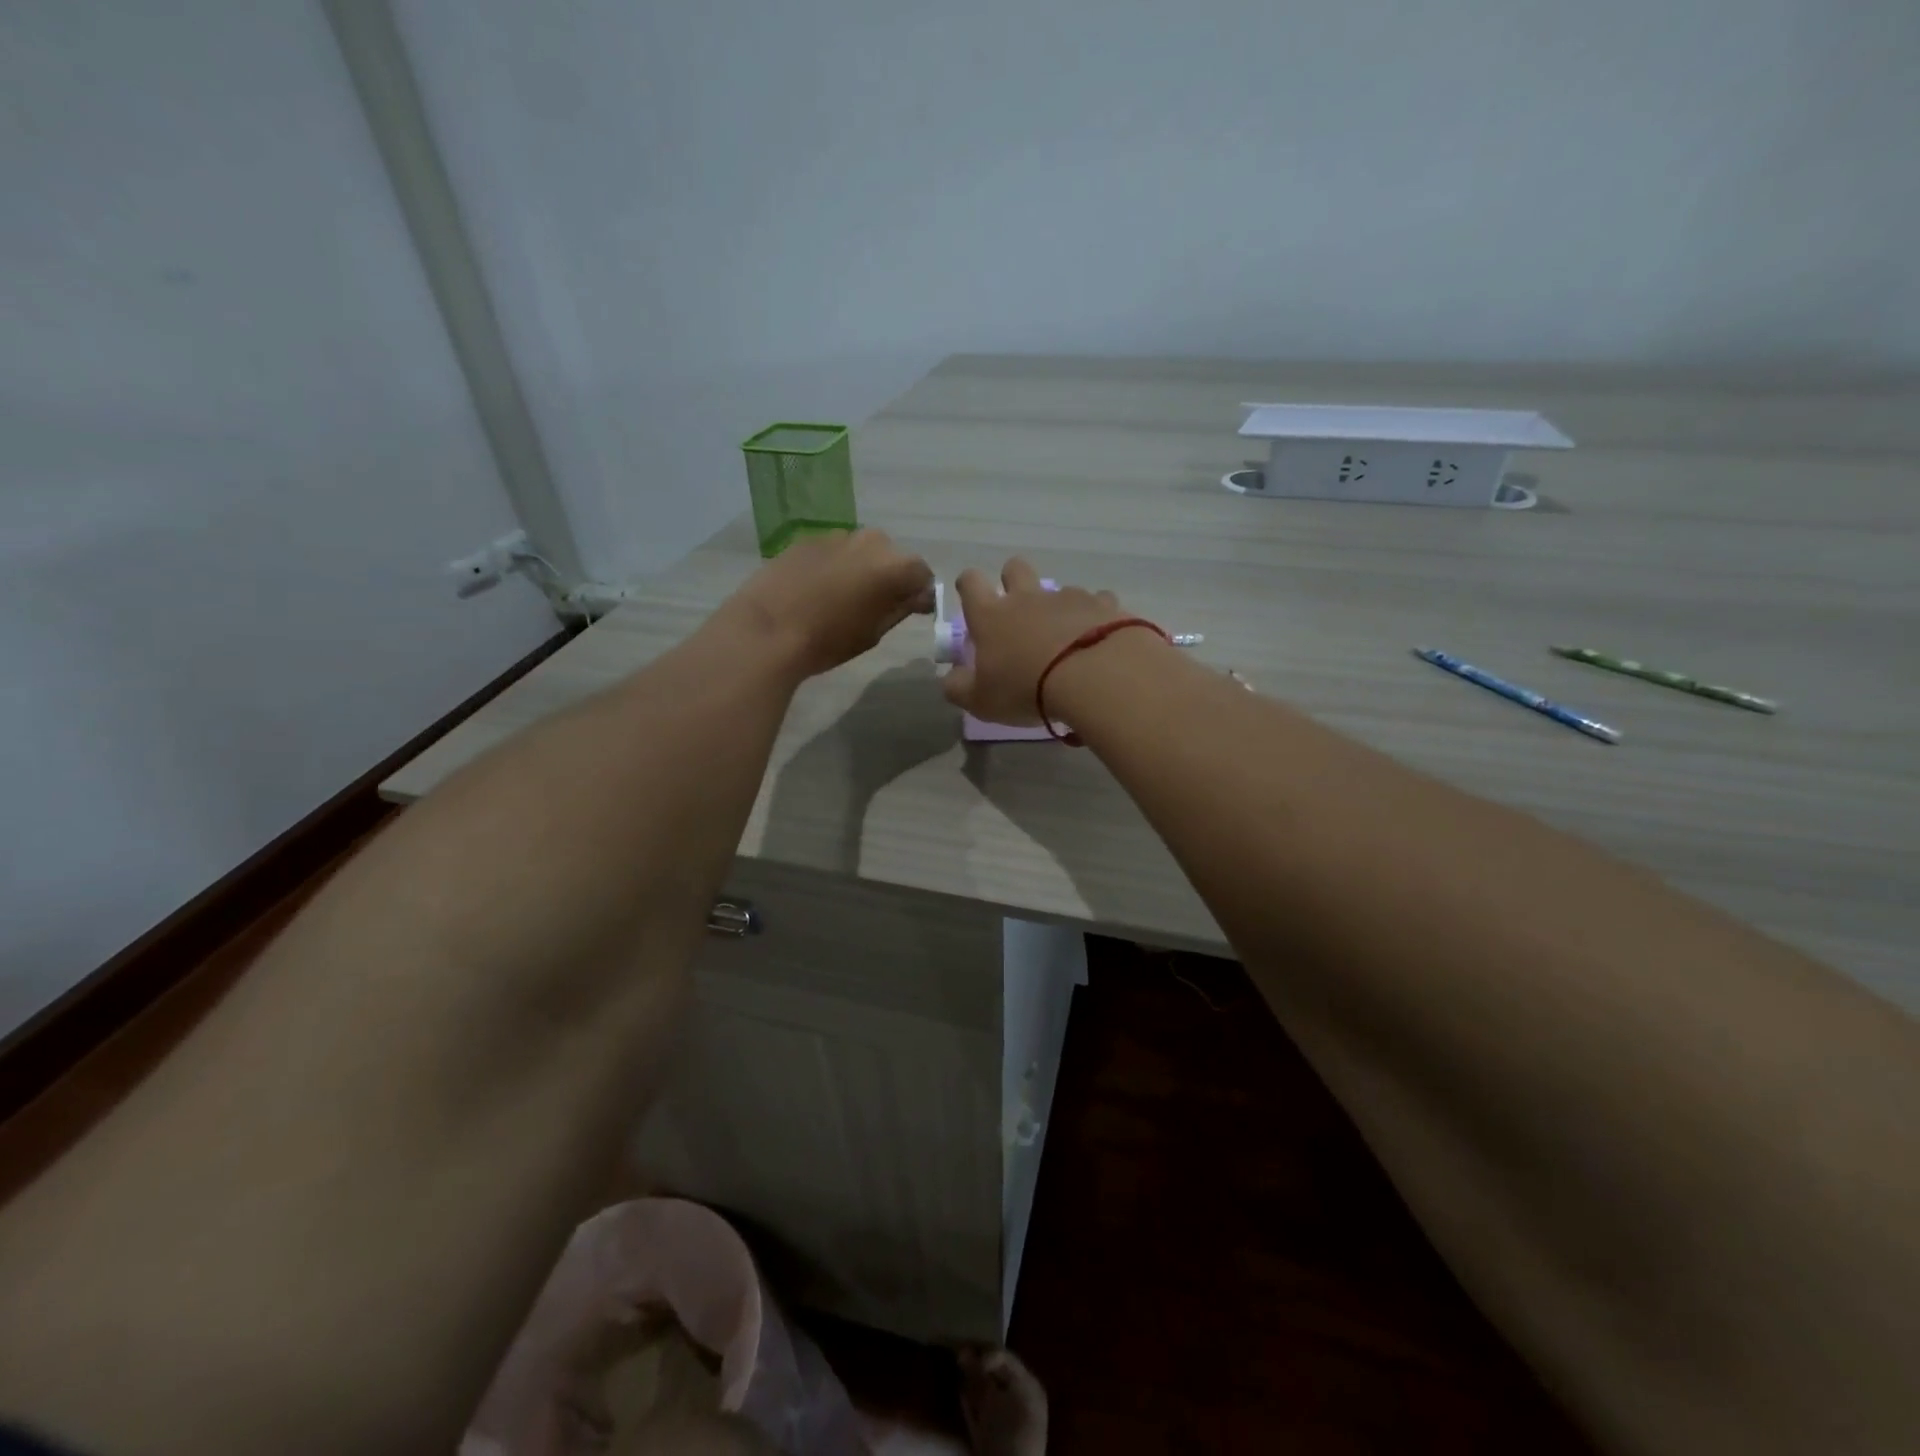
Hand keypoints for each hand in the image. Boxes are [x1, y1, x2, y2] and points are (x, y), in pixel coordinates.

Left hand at [725, 528, 934, 677]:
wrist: (767, 629)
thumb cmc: (828, 640)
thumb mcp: (874, 632)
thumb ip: (900, 608)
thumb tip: (916, 597)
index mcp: (895, 566)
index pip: (922, 575)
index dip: (920, 594)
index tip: (912, 611)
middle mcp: (871, 541)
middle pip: (892, 557)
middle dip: (891, 577)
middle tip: (877, 604)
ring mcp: (837, 536)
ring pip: (862, 551)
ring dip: (862, 568)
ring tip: (844, 597)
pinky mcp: (808, 539)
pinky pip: (835, 551)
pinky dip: (836, 565)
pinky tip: (818, 589)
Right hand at [939, 558, 1126, 723]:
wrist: (1093, 677)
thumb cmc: (1025, 689)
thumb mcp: (980, 701)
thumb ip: (958, 688)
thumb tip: (950, 678)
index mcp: (991, 616)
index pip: (970, 582)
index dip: (968, 585)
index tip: (970, 597)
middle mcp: (1027, 598)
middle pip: (1015, 567)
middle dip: (1013, 580)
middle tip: (1018, 611)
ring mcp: (1068, 597)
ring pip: (1059, 588)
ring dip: (1058, 606)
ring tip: (1066, 637)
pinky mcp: (1103, 605)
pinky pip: (1098, 601)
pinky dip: (1095, 616)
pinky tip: (1099, 639)